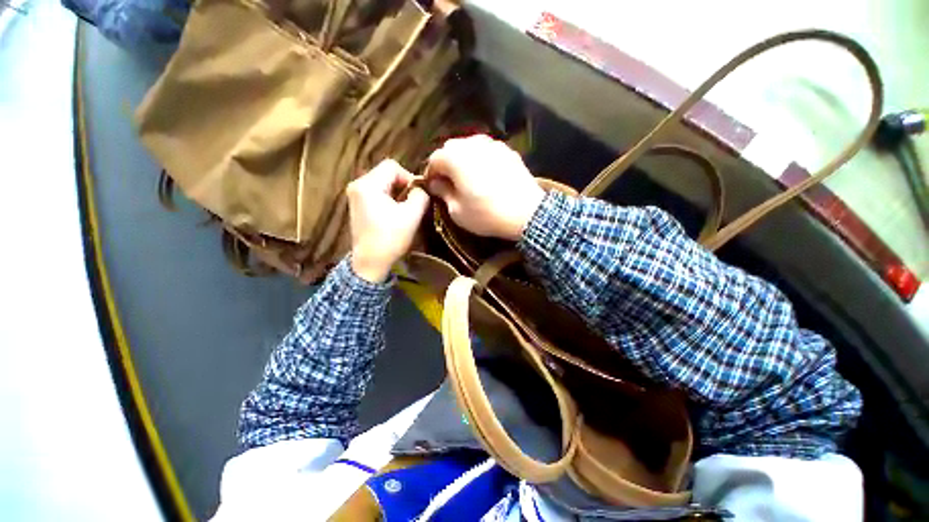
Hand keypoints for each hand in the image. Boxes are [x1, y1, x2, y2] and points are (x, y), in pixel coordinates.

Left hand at [347, 159, 428, 282]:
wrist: (370, 263)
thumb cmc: (390, 238)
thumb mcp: (411, 215)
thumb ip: (421, 195)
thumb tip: (421, 189)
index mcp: (367, 184)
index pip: (392, 166)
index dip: (409, 177)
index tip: (417, 196)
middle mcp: (357, 185)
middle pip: (386, 174)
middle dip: (403, 186)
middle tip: (413, 203)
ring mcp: (355, 196)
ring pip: (383, 184)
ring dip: (397, 194)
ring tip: (405, 210)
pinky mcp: (357, 206)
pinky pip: (377, 193)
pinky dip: (389, 199)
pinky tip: (395, 214)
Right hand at [426, 135, 543, 240]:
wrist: (527, 213)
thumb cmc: (486, 214)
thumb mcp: (457, 211)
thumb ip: (443, 193)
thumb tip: (436, 184)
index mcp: (455, 157)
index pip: (434, 160)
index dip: (431, 174)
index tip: (433, 188)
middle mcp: (472, 143)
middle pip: (451, 149)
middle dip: (446, 165)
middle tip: (449, 183)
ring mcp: (492, 144)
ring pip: (470, 147)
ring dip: (464, 161)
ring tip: (468, 179)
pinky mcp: (508, 151)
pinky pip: (487, 151)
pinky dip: (481, 160)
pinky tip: (486, 176)